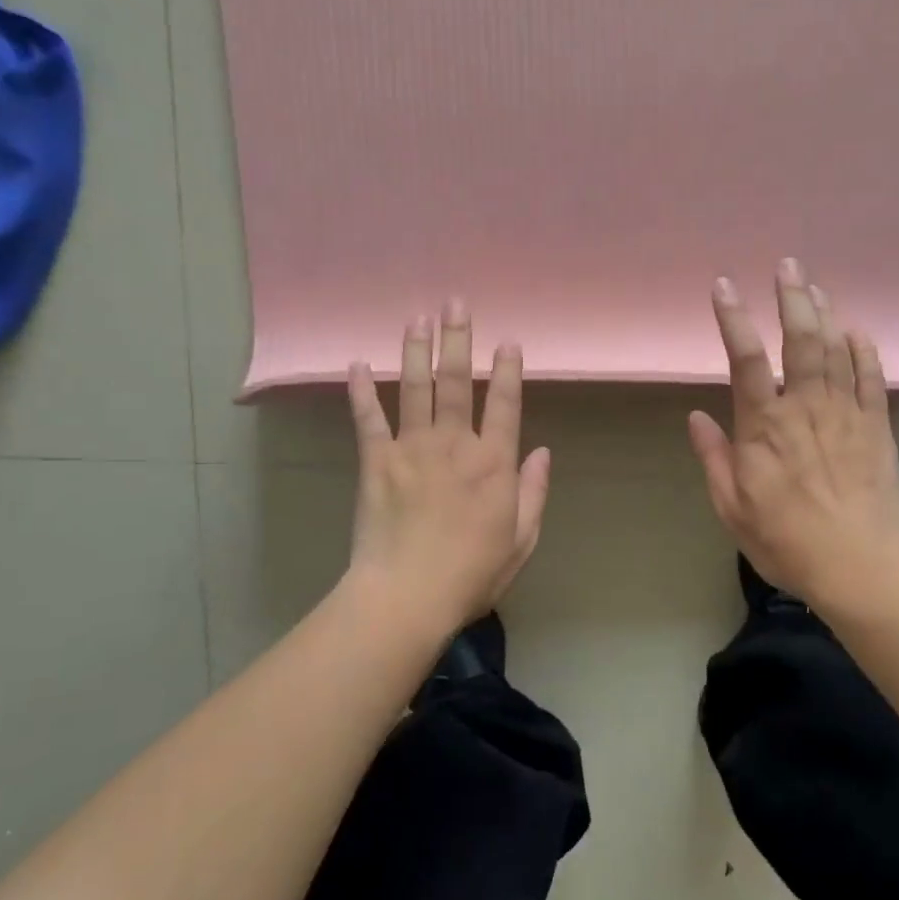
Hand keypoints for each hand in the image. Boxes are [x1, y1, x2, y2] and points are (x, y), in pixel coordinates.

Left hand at [346, 299, 550, 630]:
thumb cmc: (472, 574)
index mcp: (493, 463)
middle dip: (458, 338)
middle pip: (457, 381)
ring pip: (414, 388)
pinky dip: (361, 391)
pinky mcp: (376, 461)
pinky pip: (368, 419)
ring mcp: (412, 448)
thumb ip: (533, 492)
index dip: (508, 369)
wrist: (407, 596)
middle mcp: (454, 444)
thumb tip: (543, 451)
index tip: (508, 340)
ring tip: (417, 317)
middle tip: (455, 302)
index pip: (505, 403)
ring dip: (415, 350)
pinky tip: (356, 364)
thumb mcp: (522, 539)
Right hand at [688, 260, 898, 607]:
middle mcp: (806, 407)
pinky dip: (864, 351)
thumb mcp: (733, 508)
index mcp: (765, 426)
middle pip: (800, 340)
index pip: (745, 359)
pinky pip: (871, 379)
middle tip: (788, 264)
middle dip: (792, 298)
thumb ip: (714, 458)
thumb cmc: (788, 541)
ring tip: (815, 286)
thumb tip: (697, 417)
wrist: (864, 567)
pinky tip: (857, 331)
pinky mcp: (876, 428)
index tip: (724, 286)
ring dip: (824, 314)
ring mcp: (846, 414)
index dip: (733, 319)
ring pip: (835, 350)